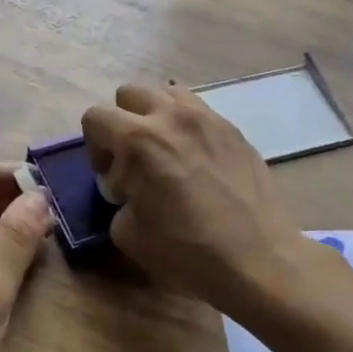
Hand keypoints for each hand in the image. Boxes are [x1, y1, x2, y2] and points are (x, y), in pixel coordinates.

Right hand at [82, 84, 304, 312]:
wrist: (258, 259)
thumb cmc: (187, 250)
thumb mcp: (128, 234)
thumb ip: (119, 200)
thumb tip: (129, 192)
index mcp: (139, 140)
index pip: (95, 117)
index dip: (94, 147)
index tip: (111, 177)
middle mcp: (171, 117)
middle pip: (130, 94)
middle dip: (122, 122)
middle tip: (134, 159)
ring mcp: (208, 118)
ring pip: (168, 93)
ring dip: (157, 115)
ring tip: (166, 150)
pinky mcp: (234, 130)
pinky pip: (200, 110)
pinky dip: (187, 126)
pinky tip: (196, 160)